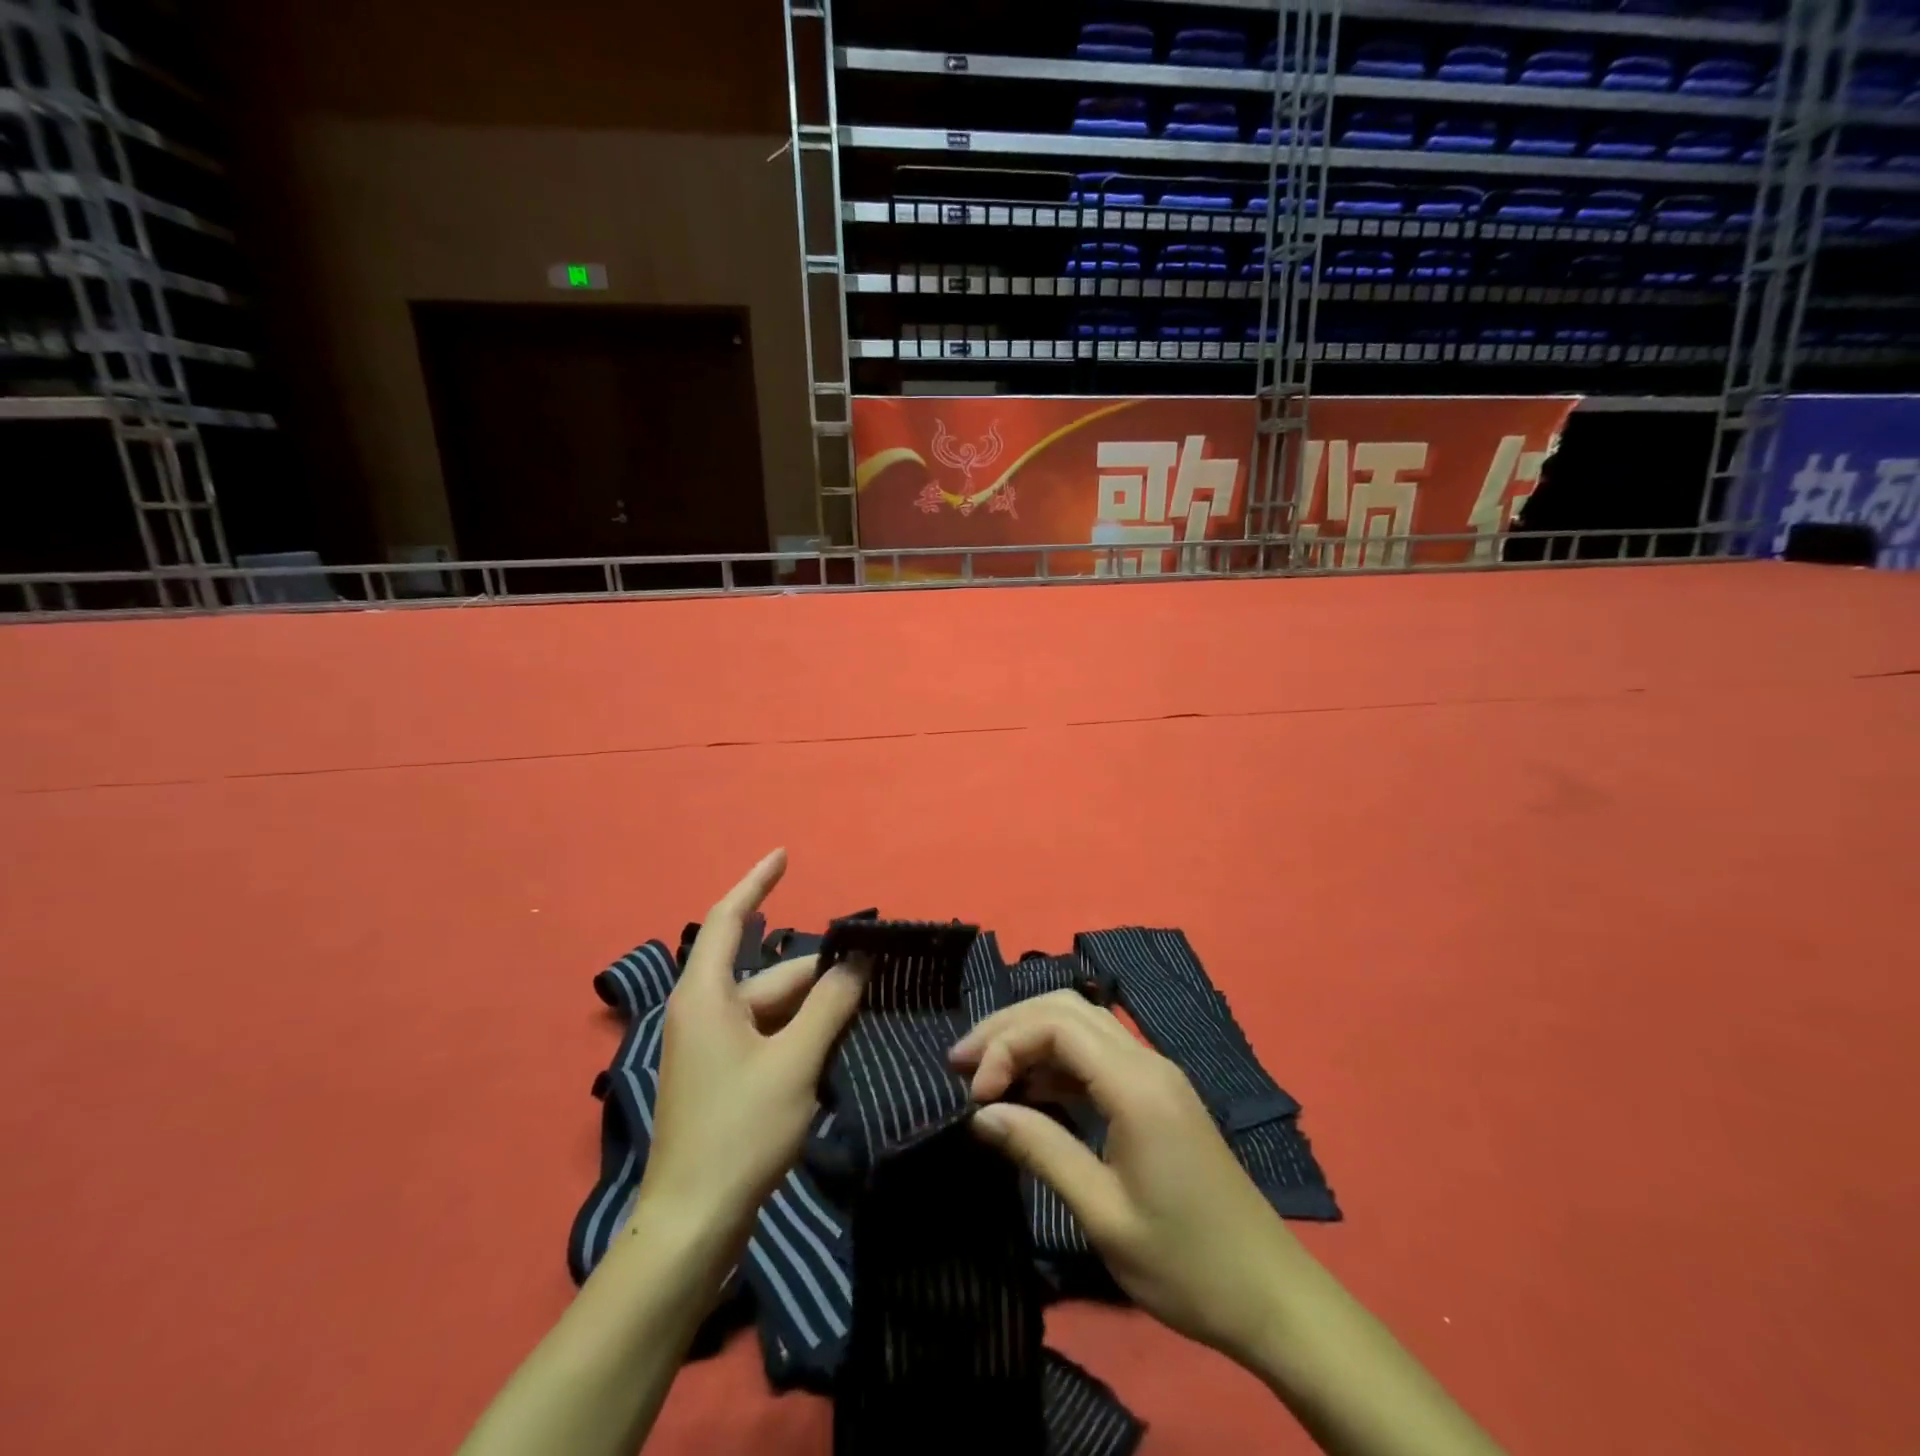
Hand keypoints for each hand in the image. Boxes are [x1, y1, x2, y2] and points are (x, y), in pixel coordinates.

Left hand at [640, 849, 865, 1252]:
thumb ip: (829, 1005)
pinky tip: (839, 1046)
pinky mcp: (725, 1077)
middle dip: (820, 974)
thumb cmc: (740, 1131)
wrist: (694, 1224)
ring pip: (775, 1010)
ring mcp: (713, 1047)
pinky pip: (770, 1038)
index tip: (785, 855)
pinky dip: (802, 1036)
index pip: (730, 918)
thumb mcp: (795, 1061)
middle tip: (875, 973)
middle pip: (770, 974)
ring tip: (867, 1011)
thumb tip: (857, 961)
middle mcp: (705, 1012)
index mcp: (706, 996)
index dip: (757, 882)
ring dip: (816, 1010)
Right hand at [950, 991, 1293, 1367]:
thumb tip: (982, 1113)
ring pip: (1081, 1025)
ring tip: (986, 1075)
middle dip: (1009, 1026)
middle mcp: (1147, 1062)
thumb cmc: (1186, 1263)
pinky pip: (1097, 1055)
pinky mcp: (1157, 1094)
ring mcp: (1155, 1074)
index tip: (975, 1096)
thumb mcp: (1103, 1214)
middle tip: (962, 1064)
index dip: (1006, 1045)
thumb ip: (1041, 1151)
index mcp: (1136, 1085)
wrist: (1270, 1295)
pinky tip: (1030, 1092)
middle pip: (1066, 1009)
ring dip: (1031, 1038)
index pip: (1057, 1025)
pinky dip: (1056, 1061)